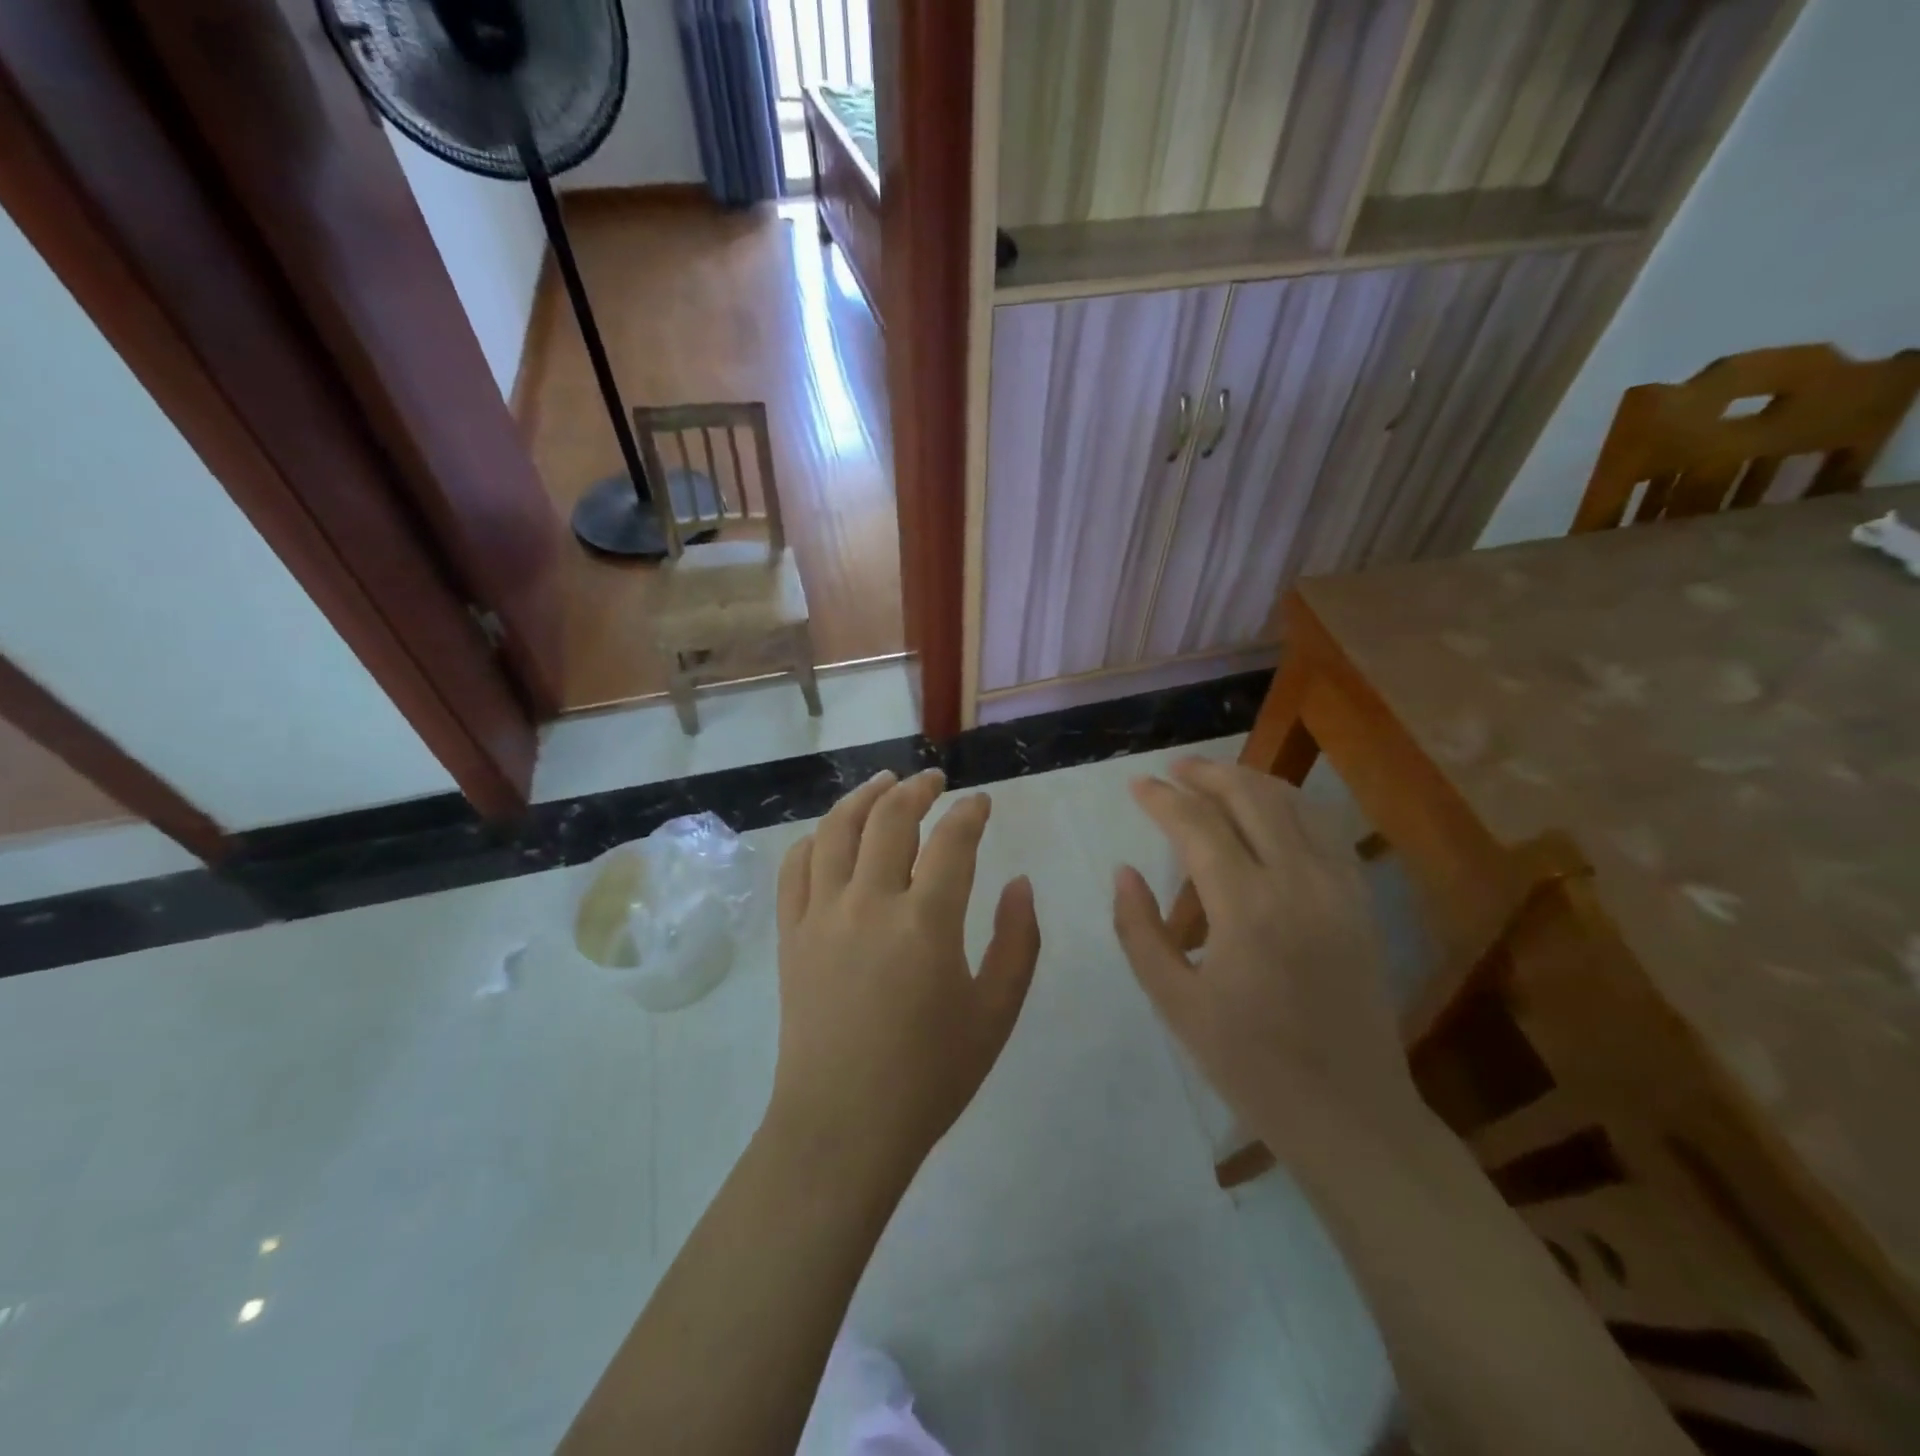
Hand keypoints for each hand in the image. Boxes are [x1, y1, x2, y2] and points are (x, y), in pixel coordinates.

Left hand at [768, 769, 1041, 1186]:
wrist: (843, 1127)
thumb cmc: (929, 1076)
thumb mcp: (995, 1014)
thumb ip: (1018, 942)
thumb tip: (1021, 883)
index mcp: (926, 922)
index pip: (952, 841)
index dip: (970, 813)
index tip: (981, 802)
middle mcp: (869, 903)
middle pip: (890, 819)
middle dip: (917, 789)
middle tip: (934, 780)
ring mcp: (821, 915)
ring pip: (836, 830)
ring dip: (863, 797)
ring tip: (883, 783)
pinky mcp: (790, 936)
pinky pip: (794, 869)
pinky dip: (813, 839)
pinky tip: (830, 834)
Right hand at [1111, 759, 1424, 1162]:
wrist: (1350, 1113)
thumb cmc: (1250, 1064)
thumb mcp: (1175, 1003)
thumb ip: (1139, 930)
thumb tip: (1124, 871)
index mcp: (1246, 908)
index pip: (1197, 825)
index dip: (1162, 798)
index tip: (1136, 785)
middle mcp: (1297, 882)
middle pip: (1250, 796)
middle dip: (1206, 773)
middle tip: (1173, 769)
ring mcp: (1338, 888)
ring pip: (1293, 804)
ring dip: (1249, 781)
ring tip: (1214, 779)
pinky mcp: (1360, 902)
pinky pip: (1325, 831)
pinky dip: (1291, 807)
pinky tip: (1270, 813)